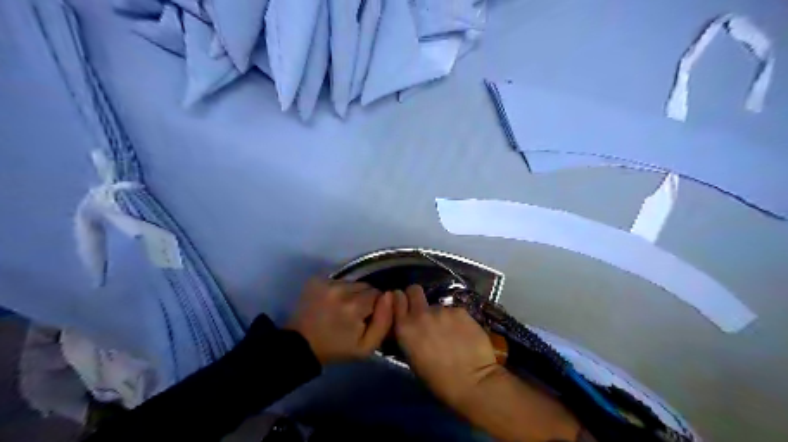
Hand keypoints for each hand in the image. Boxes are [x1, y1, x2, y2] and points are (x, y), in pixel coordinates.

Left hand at [287, 277, 393, 364]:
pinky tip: (332, 302)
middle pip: (365, 286)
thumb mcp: (367, 347)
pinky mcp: (316, 279)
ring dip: (352, 293)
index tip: (367, 317)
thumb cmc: (336, 348)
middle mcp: (341, 289)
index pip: (378, 294)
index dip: (376, 306)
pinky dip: (339, 290)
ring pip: (352, 282)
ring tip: (343, 308)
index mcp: (355, 306)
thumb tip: (390, 296)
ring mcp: (327, 282)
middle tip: (356, 313)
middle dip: (364, 298)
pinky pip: (338, 280)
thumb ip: (384, 321)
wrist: (300, 345)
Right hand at [395, 285, 497, 407]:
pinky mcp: (460, 310)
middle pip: (414, 290)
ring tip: (450, 333)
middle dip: (416, 296)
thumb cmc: (439, 381)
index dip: (401, 300)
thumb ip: (409, 335)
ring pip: (437, 305)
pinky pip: (454, 311)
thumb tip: (411, 326)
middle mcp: (420, 314)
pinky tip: (463, 334)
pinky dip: (457, 320)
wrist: (472, 382)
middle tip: (423, 310)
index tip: (405, 305)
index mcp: (405, 328)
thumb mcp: (413, 358)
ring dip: (440, 315)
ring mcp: (442, 310)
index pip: (396, 298)